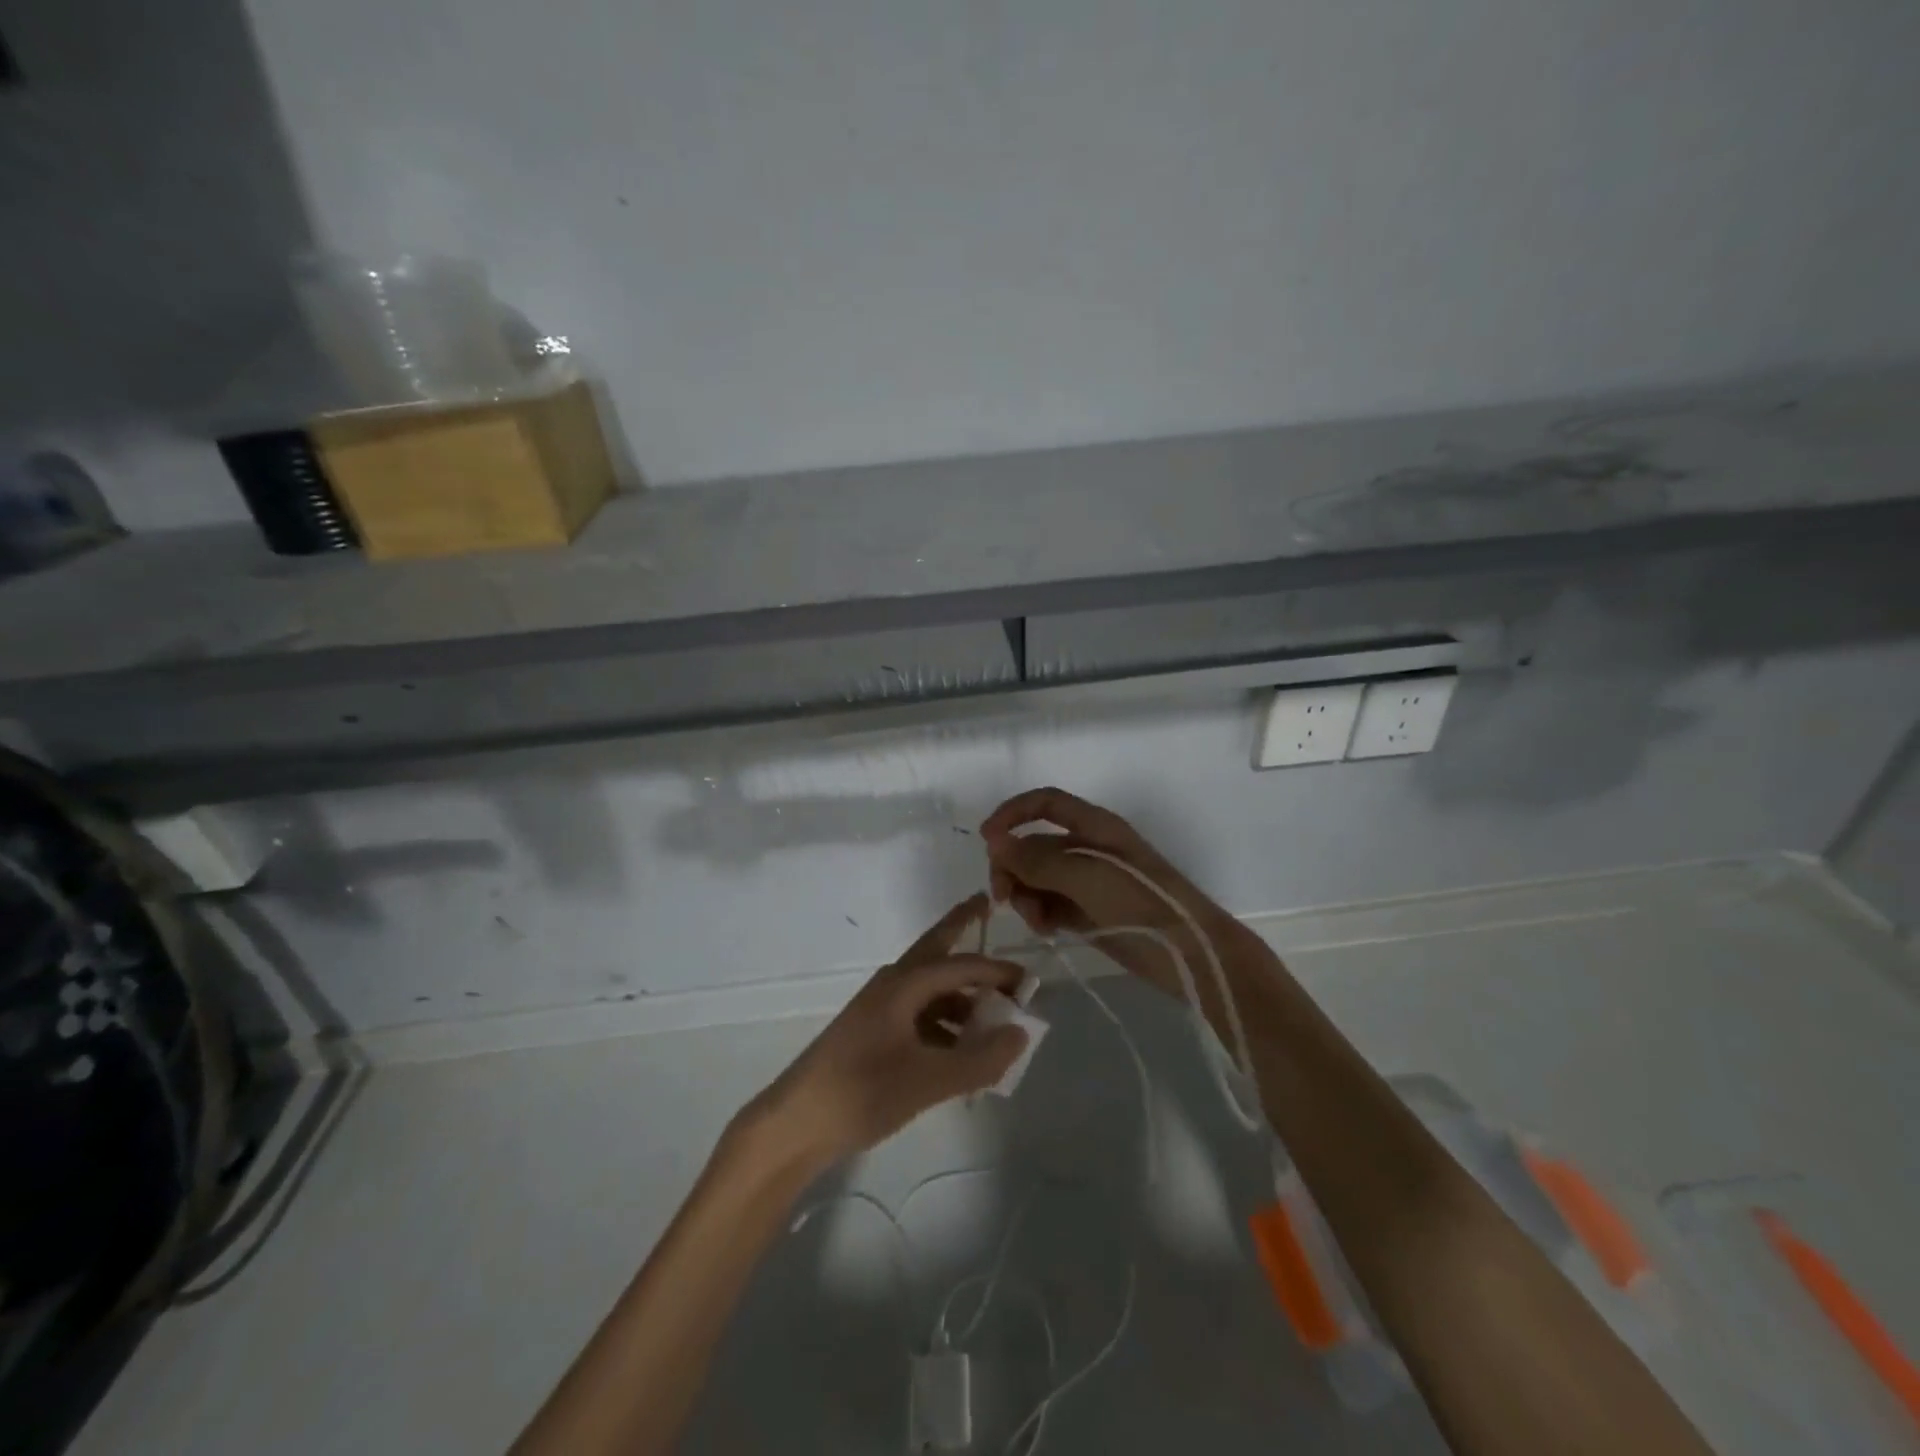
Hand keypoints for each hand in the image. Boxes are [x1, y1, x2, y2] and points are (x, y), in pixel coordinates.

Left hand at [744, 895, 1028, 1170]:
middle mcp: (892, 986)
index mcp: (903, 984)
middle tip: (985, 905)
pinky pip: (919, 1014)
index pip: (960, 964)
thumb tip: (1021, 1033)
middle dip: (960, 927)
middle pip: (935, 948)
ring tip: (993, 1015)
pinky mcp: (874, 1033)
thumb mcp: (929, 1080)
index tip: (1030, 981)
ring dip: (960, 992)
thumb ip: (979, 1059)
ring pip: (929, 987)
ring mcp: (880, 1009)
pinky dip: (945, 1022)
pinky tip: (961, 1050)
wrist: (797, 1123)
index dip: (997, 971)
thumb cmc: (862, 1091)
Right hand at [981, 787, 1246, 1009]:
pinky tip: (1045, 930)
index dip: (1012, 813)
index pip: (1044, 803)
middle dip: (1014, 866)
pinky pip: (1050, 904)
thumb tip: (994, 842)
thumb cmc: (1139, 902)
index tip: (986, 839)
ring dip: (1026, 894)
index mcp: (1093, 826)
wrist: (1188, 952)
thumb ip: (1037, 860)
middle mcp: (1087, 848)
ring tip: (1034, 919)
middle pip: (1034, 844)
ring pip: (1038, 878)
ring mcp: (1087, 882)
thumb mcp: (1085, 876)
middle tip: (1003, 897)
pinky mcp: (1088, 912)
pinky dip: (1041, 913)